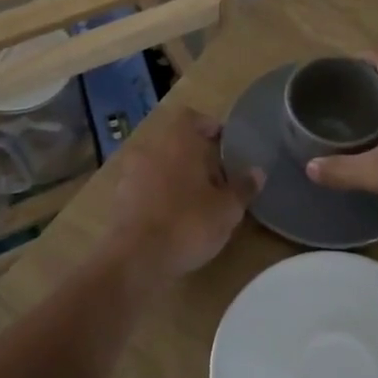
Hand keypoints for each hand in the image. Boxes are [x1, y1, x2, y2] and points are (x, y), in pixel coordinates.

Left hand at [100, 107, 261, 282]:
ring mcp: (130, 174)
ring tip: (198, 200)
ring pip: (159, 165)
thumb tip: (257, 172)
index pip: (192, 117)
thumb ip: (243, 187)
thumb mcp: (227, 209)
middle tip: (218, 177)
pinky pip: (145, 188)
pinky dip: (160, 196)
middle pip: (175, 142)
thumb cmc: (188, 223)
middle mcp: (150, 150)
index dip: (210, 127)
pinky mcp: (119, 200)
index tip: (226, 144)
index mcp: (177, 141)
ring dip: (177, 176)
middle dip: (196, 156)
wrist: (136, 260)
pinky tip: (174, 218)